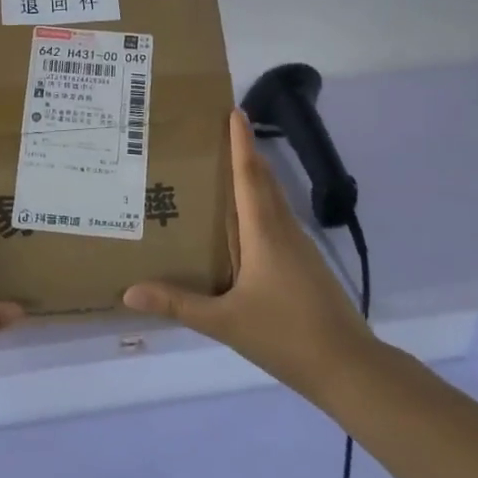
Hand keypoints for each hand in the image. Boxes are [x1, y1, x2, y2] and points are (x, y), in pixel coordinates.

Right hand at [124, 109, 373, 397]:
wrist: (349, 367)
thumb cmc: (285, 335)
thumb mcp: (224, 322)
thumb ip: (177, 304)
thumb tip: (129, 291)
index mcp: (265, 234)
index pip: (250, 177)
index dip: (241, 143)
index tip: (234, 110)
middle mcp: (284, 232)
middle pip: (265, 181)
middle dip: (245, 152)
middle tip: (218, 132)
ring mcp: (300, 249)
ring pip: (274, 202)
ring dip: (253, 179)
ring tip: (223, 170)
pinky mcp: (306, 266)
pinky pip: (278, 222)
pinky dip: (260, 207)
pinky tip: (243, 224)